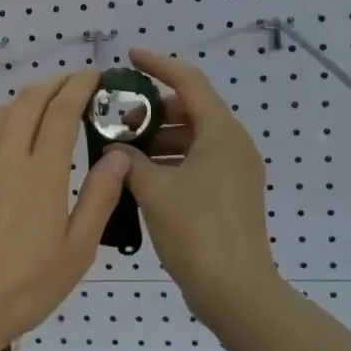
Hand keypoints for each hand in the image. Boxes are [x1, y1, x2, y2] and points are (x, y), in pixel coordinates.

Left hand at [0, 70, 130, 350]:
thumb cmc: (27, 284)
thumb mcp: (77, 250)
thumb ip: (99, 198)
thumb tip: (118, 156)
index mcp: (41, 172)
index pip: (61, 112)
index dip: (79, 87)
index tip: (94, 75)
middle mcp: (6, 158)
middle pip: (29, 102)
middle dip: (53, 84)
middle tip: (73, 83)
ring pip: (2, 115)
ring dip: (27, 100)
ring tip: (45, 106)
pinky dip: (6, 129)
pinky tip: (14, 151)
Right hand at [113, 48, 281, 320]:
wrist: (236, 292)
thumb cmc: (196, 232)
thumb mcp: (154, 190)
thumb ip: (128, 162)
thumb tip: (114, 151)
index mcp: (221, 134)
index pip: (189, 81)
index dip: (158, 64)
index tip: (130, 58)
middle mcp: (233, 146)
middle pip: (190, 110)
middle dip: (152, 111)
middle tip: (117, 120)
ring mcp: (234, 172)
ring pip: (191, 138)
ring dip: (157, 139)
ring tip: (122, 152)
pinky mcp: (229, 194)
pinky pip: (196, 162)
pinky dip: (168, 162)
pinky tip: (139, 177)